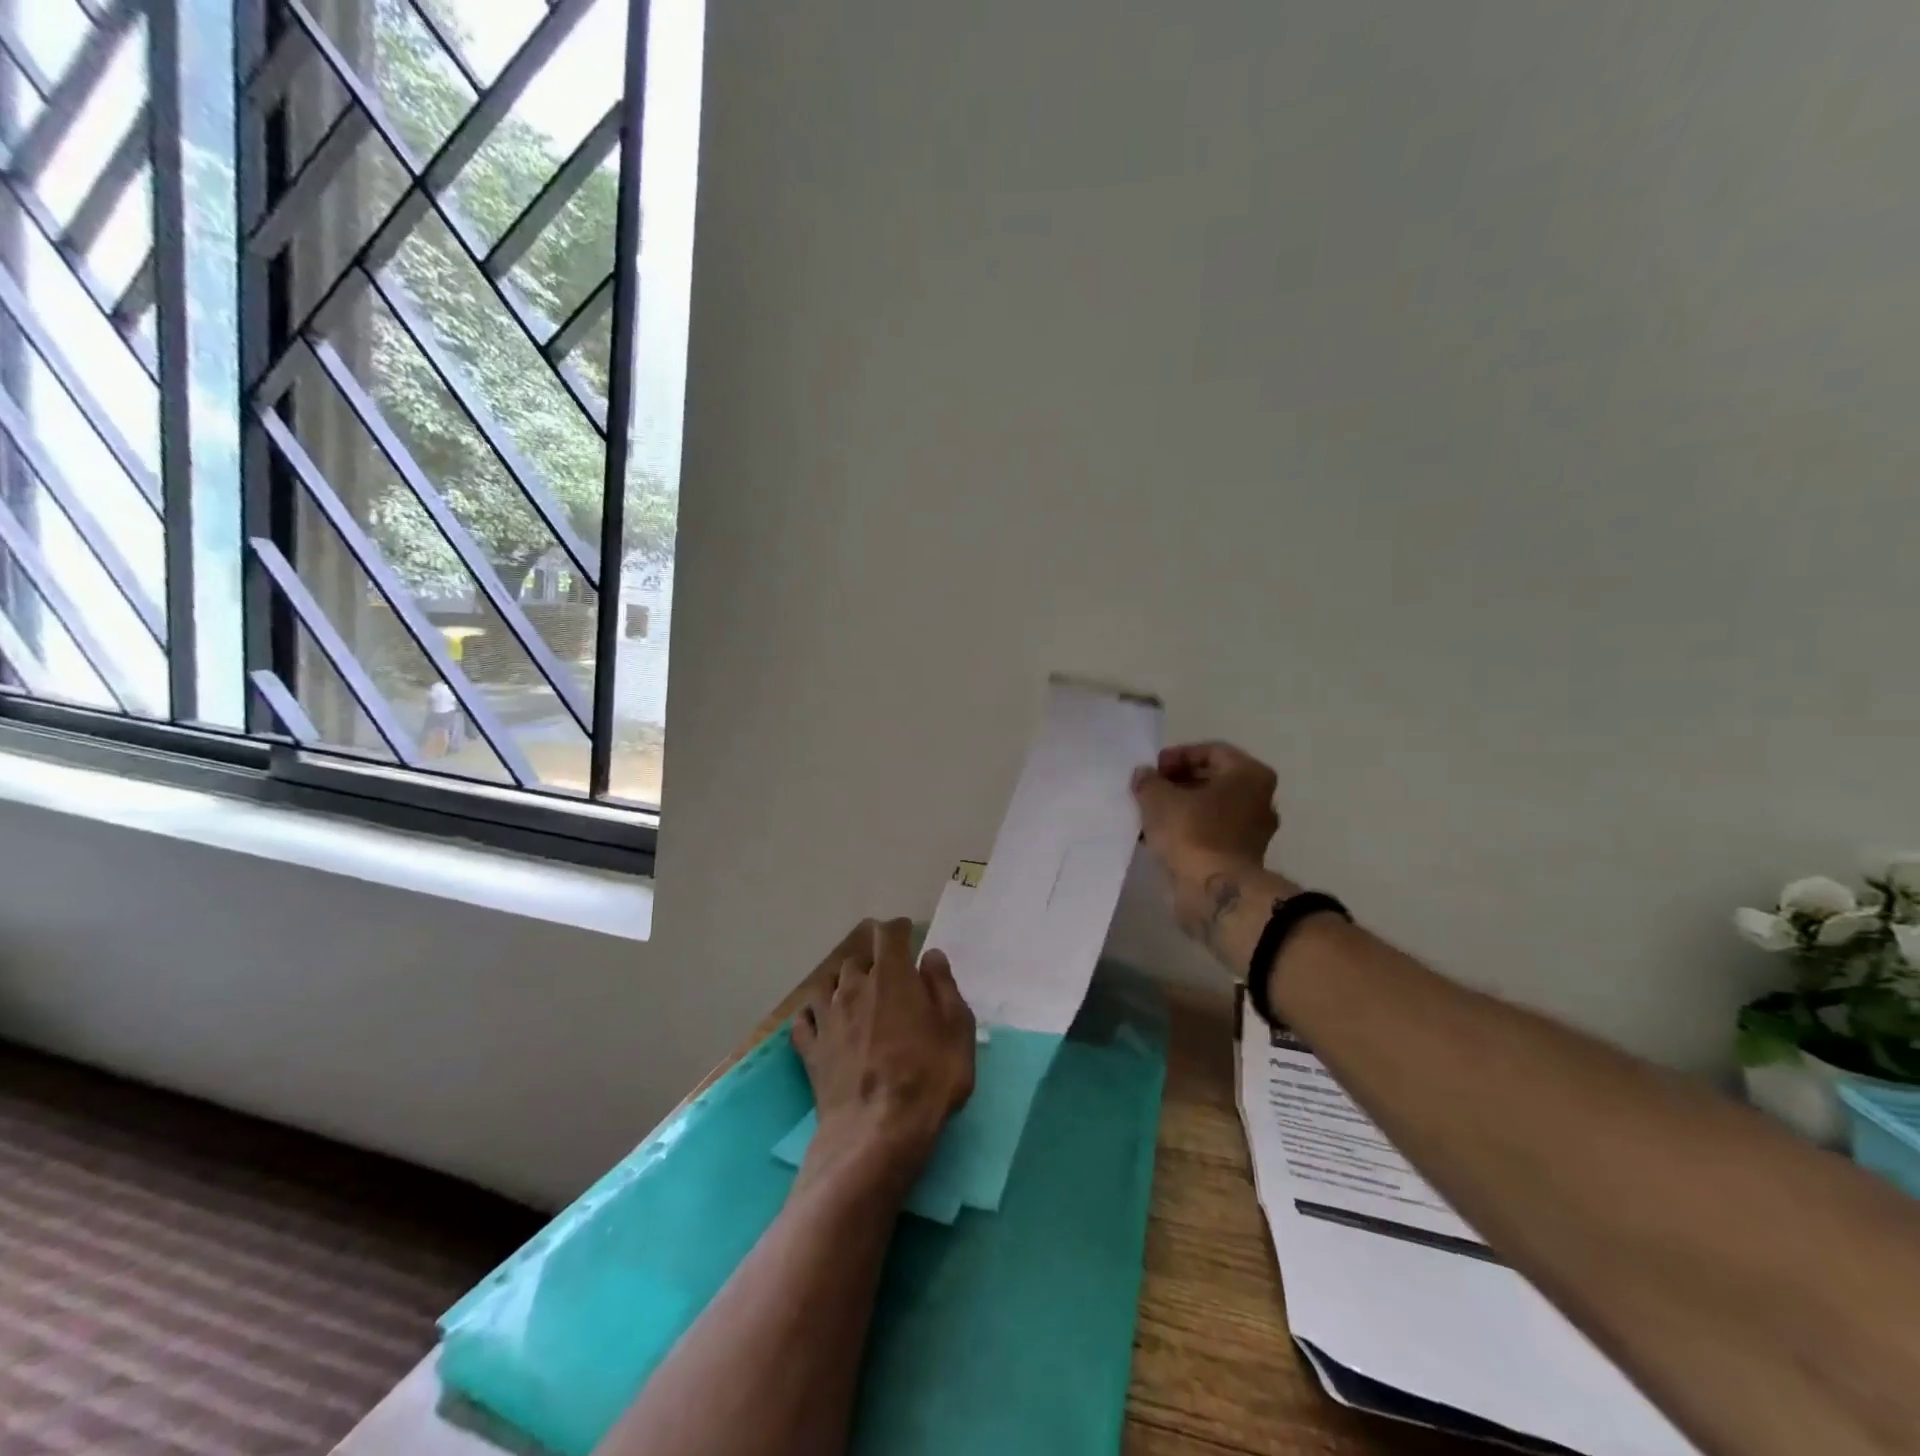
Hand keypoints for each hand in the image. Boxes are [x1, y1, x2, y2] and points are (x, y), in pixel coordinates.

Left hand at [792, 919, 976, 1189]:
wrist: (876, 1133)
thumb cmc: (927, 1077)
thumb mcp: (956, 1029)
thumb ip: (943, 986)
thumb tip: (930, 956)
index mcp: (892, 977)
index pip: (888, 935)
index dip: (898, 930)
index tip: (907, 934)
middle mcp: (854, 988)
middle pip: (857, 959)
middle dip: (873, 961)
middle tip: (889, 977)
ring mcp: (827, 1019)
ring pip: (827, 984)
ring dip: (841, 983)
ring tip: (854, 994)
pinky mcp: (810, 1052)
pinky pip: (803, 1021)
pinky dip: (812, 1015)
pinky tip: (821, 1021)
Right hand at [1132, 743, 1288, 941]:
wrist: (1213, 891)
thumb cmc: (1192, 832)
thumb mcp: (1158, 797)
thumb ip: (1148, 780)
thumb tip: (1145, 775)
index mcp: (1250, 775)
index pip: (1211, 752)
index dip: (1177, 756)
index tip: (1153, 770)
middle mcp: (1258, 800)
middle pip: (1211, 780)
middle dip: (1177, 783)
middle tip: (1148, 790)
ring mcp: (1251, 831)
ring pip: (1208, 809)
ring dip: (1178, 809)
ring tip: (1147, 814)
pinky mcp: (1239, 857)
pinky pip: (1208, 833)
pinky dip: (1185, 831)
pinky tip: (1156, 837)